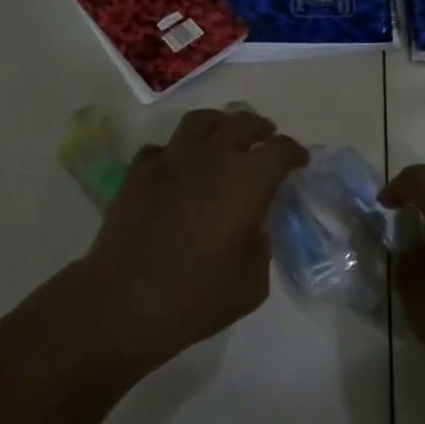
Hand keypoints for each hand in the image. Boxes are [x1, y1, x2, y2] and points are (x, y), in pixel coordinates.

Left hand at [78, 107, 307, 378]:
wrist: (125, 302)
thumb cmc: (198, 296)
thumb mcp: (252, 281)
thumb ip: (260, 244)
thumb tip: (252, 227)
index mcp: (247, 180)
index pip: (280, 150)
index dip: (294, 153)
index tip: (299, 161)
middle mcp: (212, 157)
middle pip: (242, 123)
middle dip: (260, 129)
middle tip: (266, 139)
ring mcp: (171, 159)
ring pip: (200, 122)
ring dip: (219, 125)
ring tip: (224, 137)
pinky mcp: (138, 172)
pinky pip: (162, 148)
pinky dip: (176, 152)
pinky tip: (178, 167)